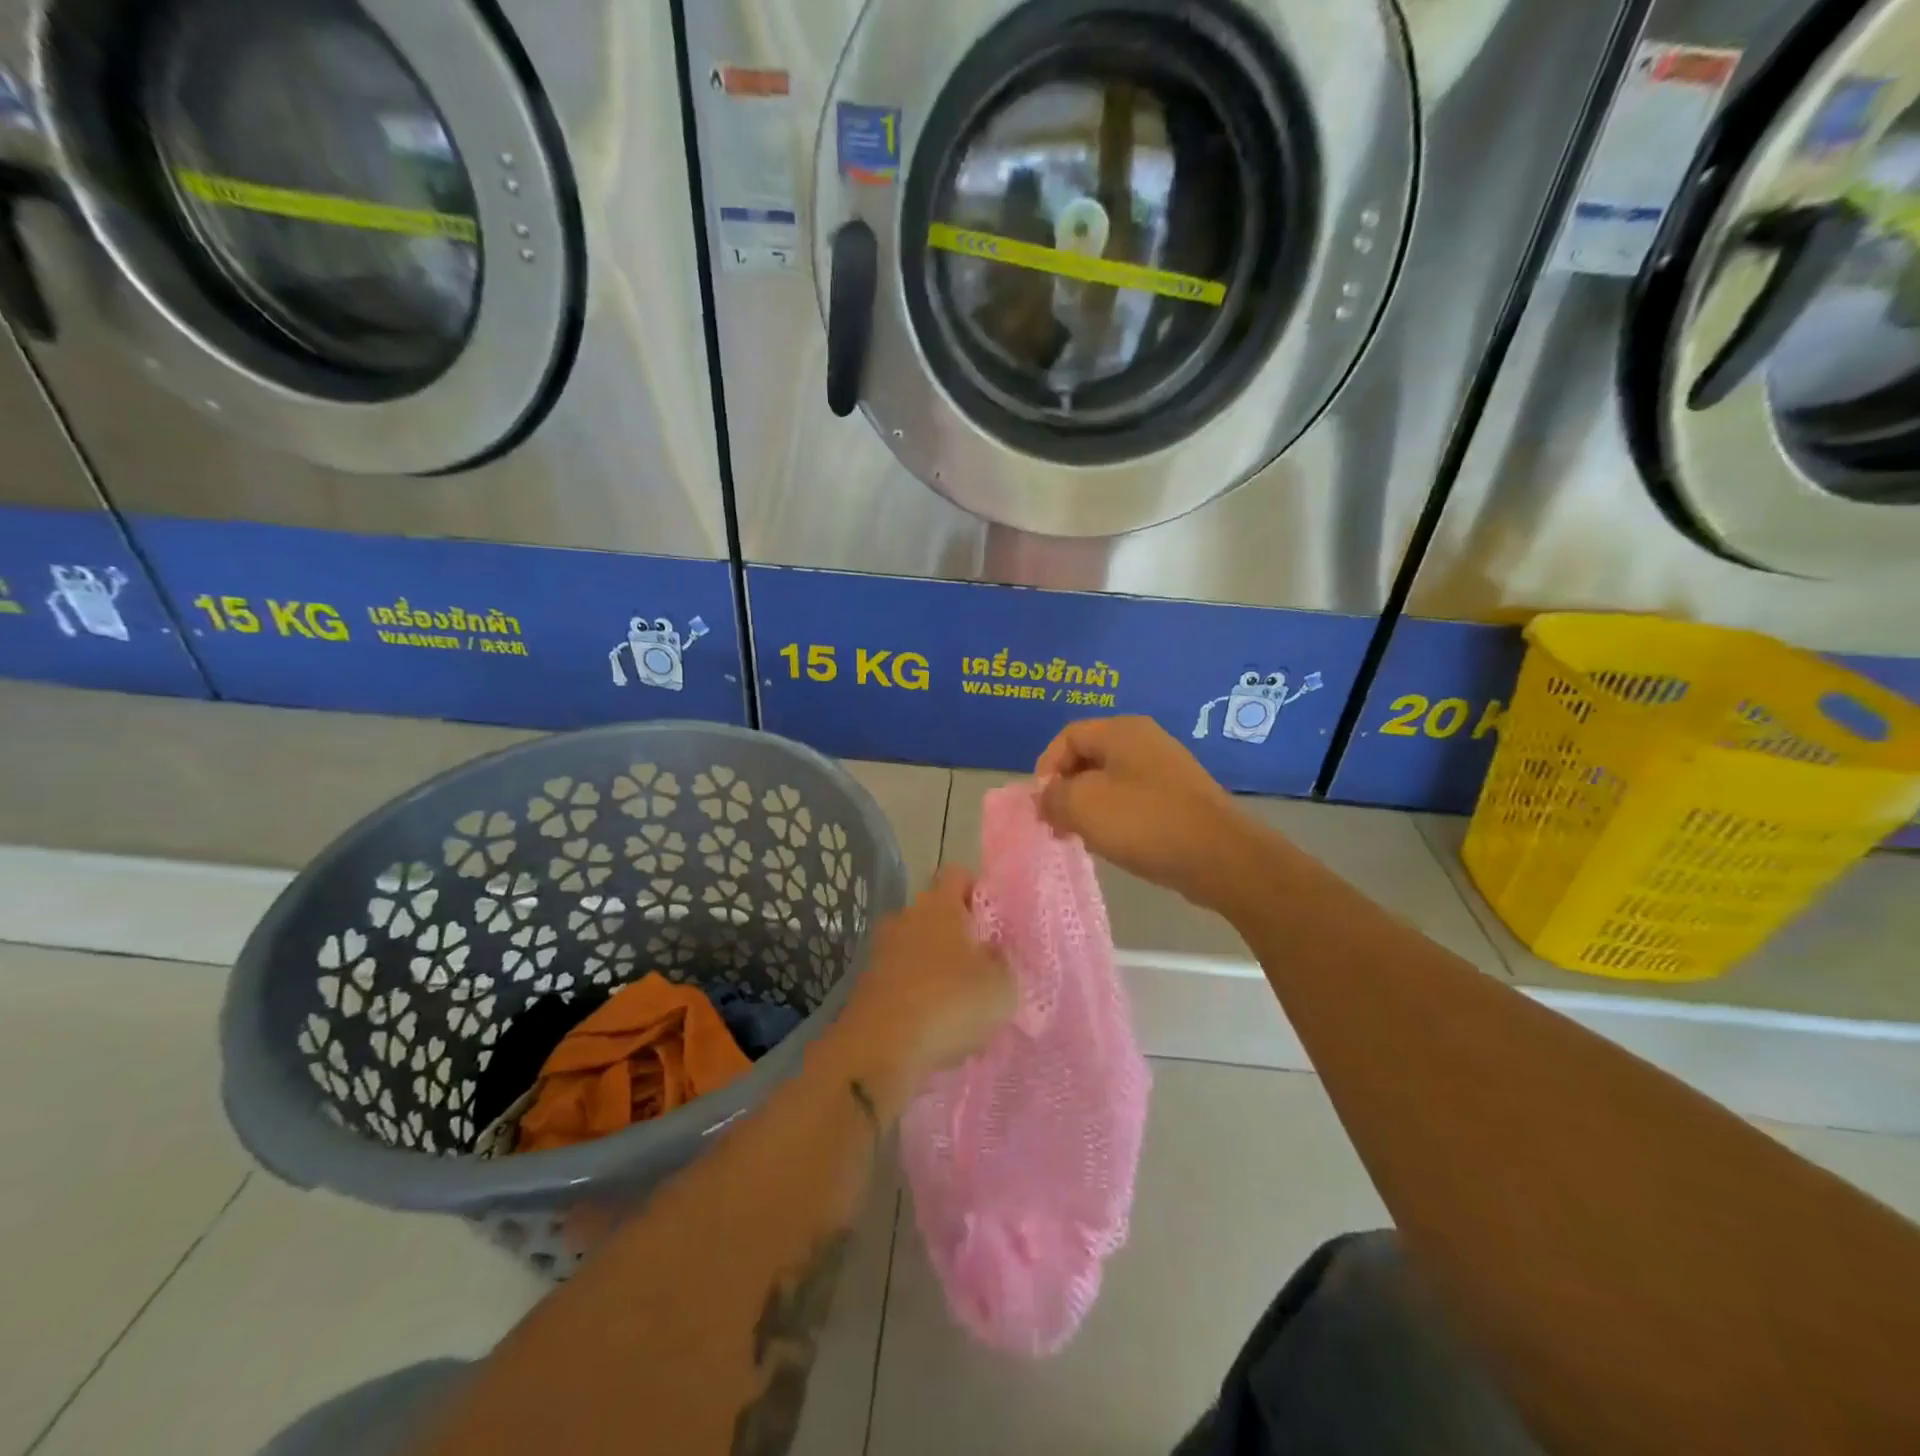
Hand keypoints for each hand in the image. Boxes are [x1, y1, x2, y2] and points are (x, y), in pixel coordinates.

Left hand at [842, 867, 1015, 1084]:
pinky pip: (901, 979)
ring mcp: (881, 950)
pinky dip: (917, 994)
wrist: (879, 1050)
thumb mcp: (1001, 986)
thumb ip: (1003, 962)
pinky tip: (934, 1026)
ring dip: (936, 967)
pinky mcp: (867, 984)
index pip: (957, 874)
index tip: (993, 919)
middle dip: (957, 933)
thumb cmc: (949, 1004)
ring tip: (960, 1004)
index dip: (977, 890)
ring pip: (917, 948)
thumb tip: (992, 952)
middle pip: (935, 912)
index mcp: (939, 905)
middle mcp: (906, 917)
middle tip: (982, 964)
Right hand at [1036, 716, 1258, 909]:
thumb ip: (1052, 797)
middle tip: (1056, 823)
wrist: (1219, 856)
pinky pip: (1134, 799)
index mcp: (1122, 731)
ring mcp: (1166, 769)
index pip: (1068, 736)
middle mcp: (1145, 740)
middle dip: (1066, 789)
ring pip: (1111, 781)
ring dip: (1089, 807)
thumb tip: (1044, 798)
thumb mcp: (1083, 806)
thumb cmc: (1144, 822)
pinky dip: (1116, 817)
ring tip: (1081, 837)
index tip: (1042, 804)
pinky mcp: (1180, 797)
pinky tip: (1114, 843)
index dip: (1045, 767)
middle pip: (1089, 757)